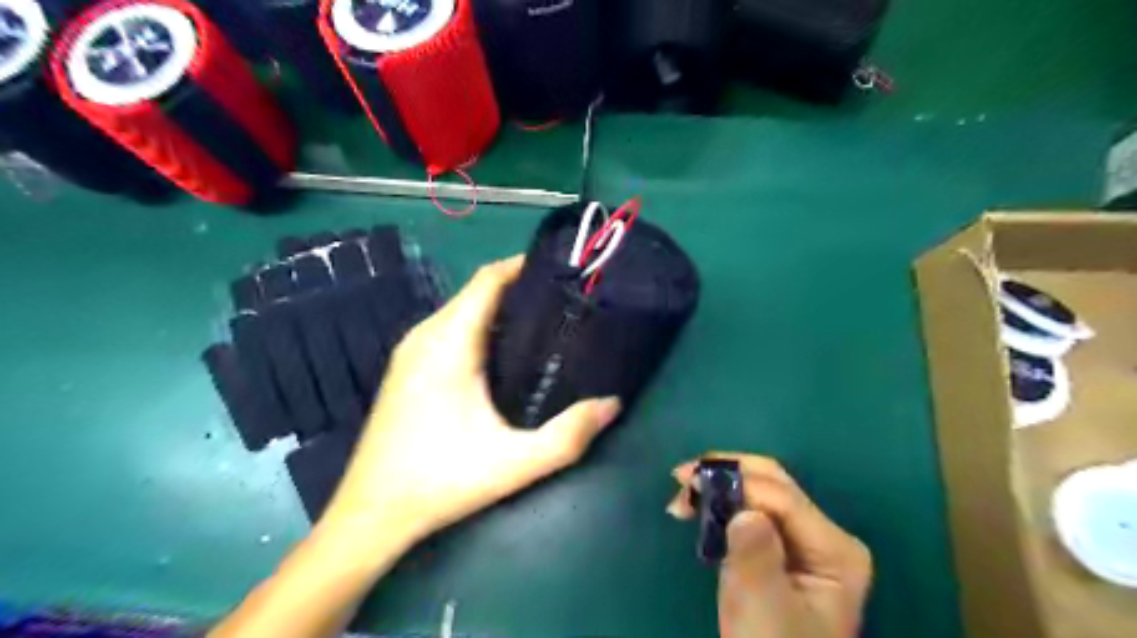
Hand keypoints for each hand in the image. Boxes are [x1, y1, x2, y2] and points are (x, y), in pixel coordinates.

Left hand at [316, 256, 620, 549]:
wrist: (370, 514)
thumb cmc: (440, 481)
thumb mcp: (514, 463)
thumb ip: (568, 436)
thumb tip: (612, 404)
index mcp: (448, 342)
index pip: (487, 280)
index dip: (523, 266)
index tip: (562, 270)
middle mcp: (425, 335)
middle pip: (477, 292)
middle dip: (520, 288)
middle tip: (565, 301)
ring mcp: (410, 351)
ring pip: (463, 311)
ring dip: (501, 309)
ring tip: (545, 323)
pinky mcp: (407, 367)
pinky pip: (450, 330)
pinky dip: (482, 327)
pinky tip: (507, 354)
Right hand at [668, 454, 872, 637]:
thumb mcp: (762, 609)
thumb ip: (756, 557)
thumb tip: (744, 511)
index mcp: (835, 551)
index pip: (782, 498)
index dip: (736, 484)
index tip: (688, 483)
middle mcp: (826, 535)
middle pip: (774, 483)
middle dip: (727, 473)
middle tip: (682, 478)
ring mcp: (807, 540)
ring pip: (761, 490)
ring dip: (722, 485)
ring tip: (684, 494)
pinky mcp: (785, 547)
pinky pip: (753, 508)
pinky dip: (724, 501)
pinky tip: (701, 507)